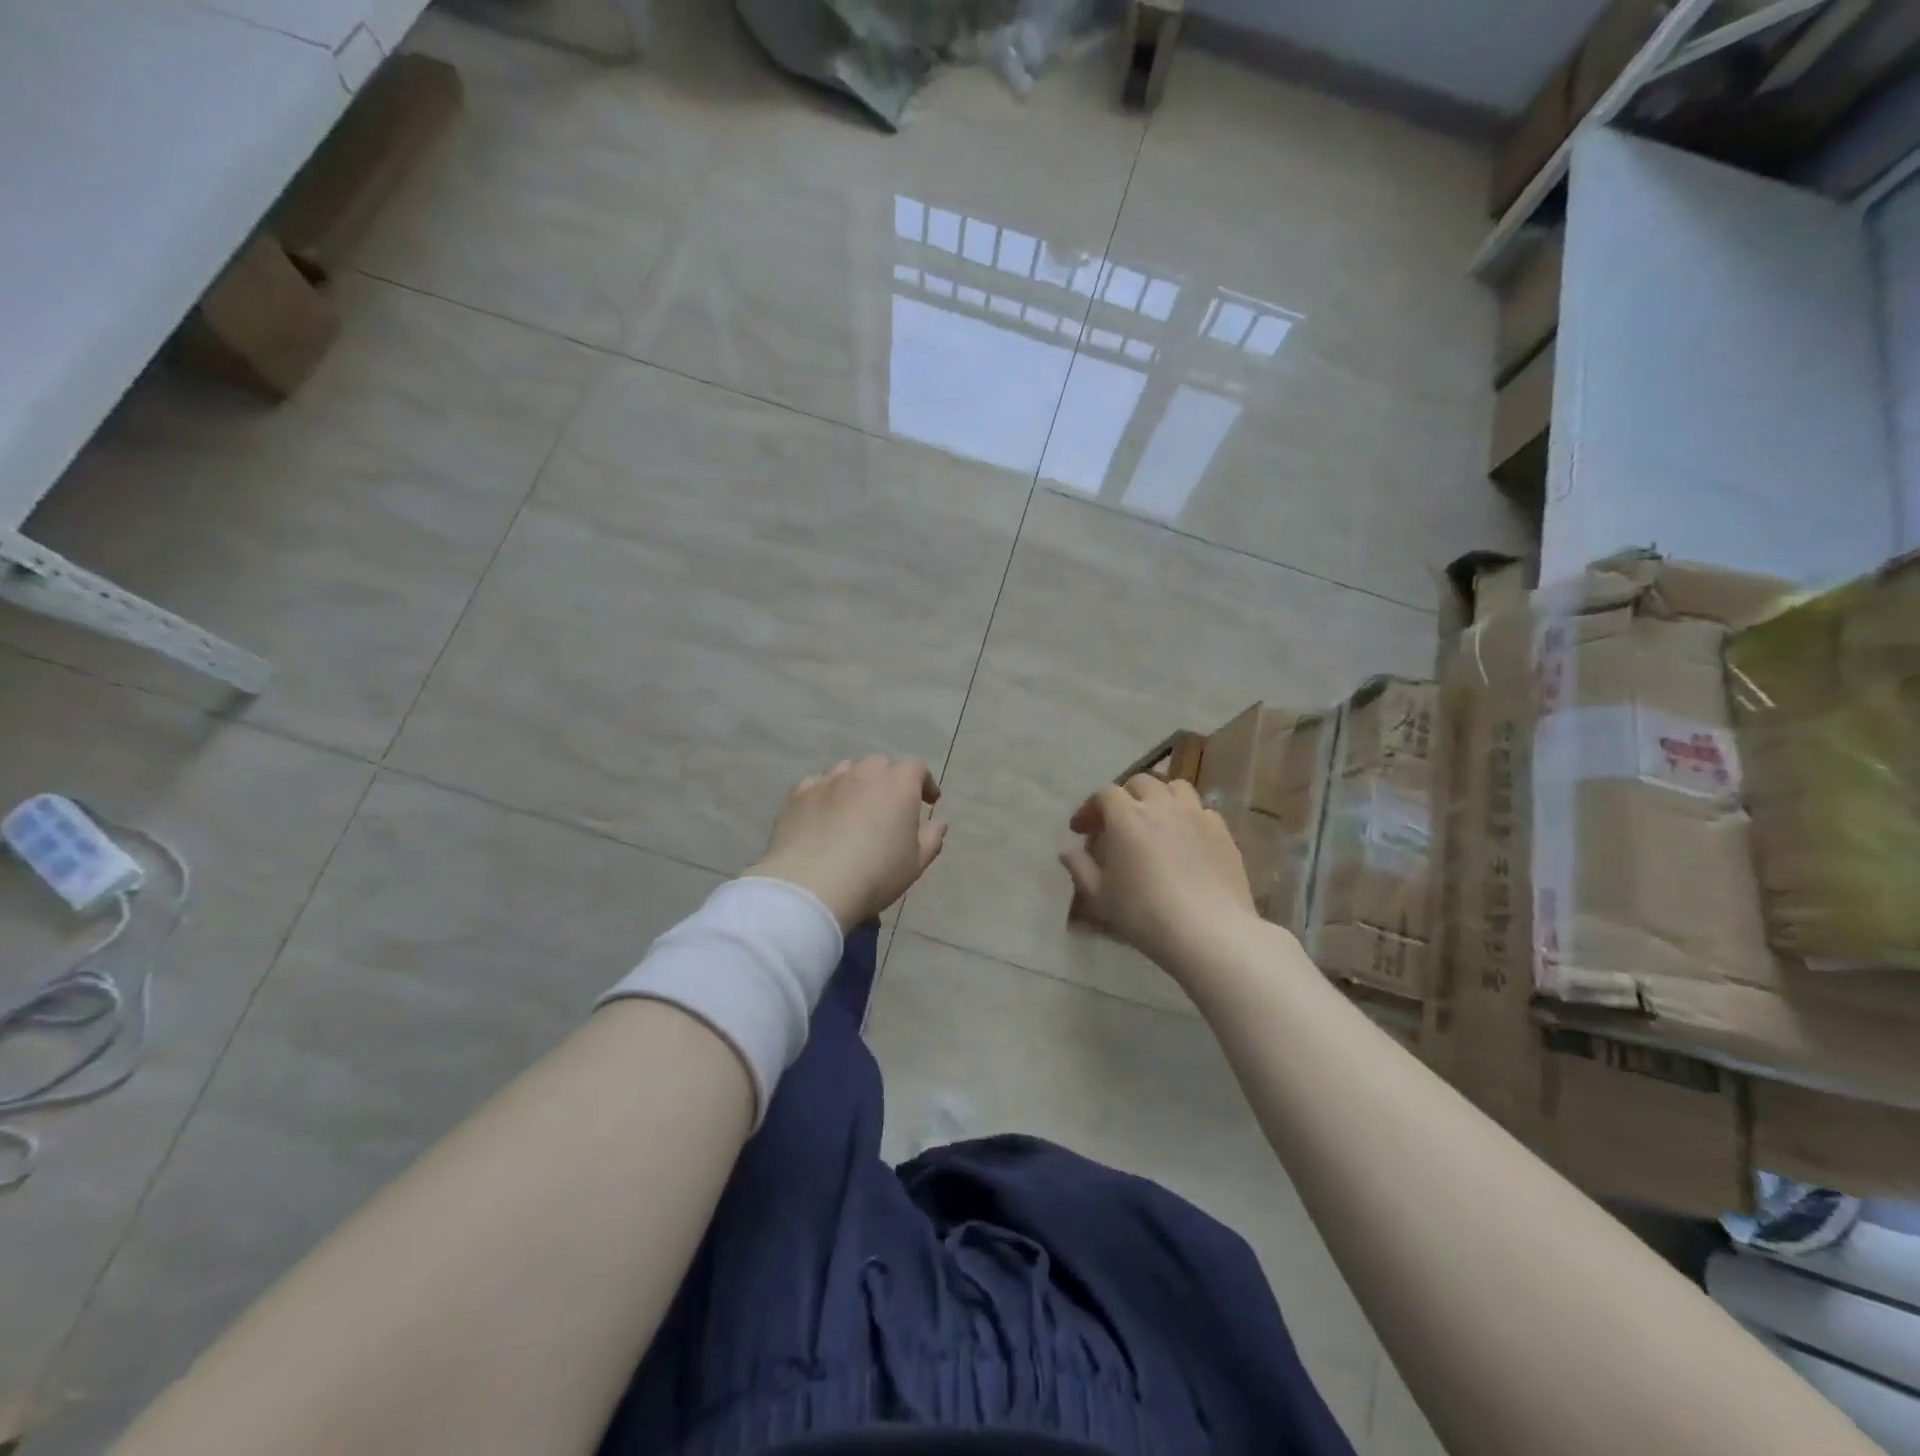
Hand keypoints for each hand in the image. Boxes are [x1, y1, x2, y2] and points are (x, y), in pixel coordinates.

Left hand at [747, 757, 946, 930]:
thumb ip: (931, 839)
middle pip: (880, 765)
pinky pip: (817, 784)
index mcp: (898, 785)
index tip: (928, 801)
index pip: (916, 769)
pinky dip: (826, 793)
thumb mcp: (915, 863)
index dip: (924, 782)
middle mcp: (863, 773)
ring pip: (847, 770)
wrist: (812, 885)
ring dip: (856, 782)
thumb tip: (938, 823)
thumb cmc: (875, 874)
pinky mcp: (798, 794)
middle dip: (889, 780)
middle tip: (890, 805)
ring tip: (856, 806)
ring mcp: (828, 780)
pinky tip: (824, 812)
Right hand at [1060, 775, 1259, 973]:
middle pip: (1141, 783)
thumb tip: (1068, 852)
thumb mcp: (1100, 896)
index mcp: (1126, 817)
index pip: (1104, 794)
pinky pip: (1202, 811)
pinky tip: (1186, 840)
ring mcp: (1196, 815)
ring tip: (1156, 821)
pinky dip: (1189, 817)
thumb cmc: (1144, 914)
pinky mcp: (1222, 832)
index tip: (1081, 830)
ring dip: (1160, 798)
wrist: (1208, 932)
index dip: (1090, 808)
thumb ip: (1080, 868)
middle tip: (1118, 822)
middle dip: (1125, 797)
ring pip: (1176, 788)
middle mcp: (1161, 805)